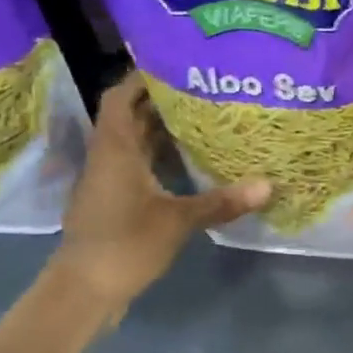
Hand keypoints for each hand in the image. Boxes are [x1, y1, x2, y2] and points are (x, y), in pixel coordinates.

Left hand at [50, 76, 268, 317]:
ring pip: (136, 142)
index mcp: (116, 149)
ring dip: (163, 129)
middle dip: (163, 99)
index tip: (176, 62)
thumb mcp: (178, 221)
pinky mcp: (116, 201)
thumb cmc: (124, 245)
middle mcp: (109, 157)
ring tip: (204, 116)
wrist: (84, 290)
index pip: (122, 96)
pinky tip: (191, 161)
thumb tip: (268, 185)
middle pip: (131, 116)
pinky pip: (140, 165)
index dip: (143, 76)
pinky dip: (162, 156)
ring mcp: (110, 180)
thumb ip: (221, 202)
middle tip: (205, 87)